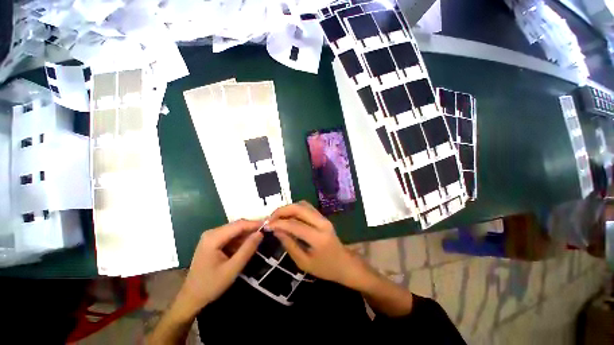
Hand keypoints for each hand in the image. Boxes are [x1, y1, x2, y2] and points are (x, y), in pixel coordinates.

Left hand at [178, 220, 262, 315]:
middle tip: (267, 232)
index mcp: (213, 238)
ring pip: (235, 230)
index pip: (239, 225)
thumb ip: (247, 249)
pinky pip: (231, 236)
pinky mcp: (213, 241)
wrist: (191, 298)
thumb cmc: (210, 285)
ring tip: (260, 239)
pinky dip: (241, 240)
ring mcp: (212, 236)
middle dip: (252, 228)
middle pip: (237, 225)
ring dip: (247, 234)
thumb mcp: (232, 269)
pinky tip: (247, 246)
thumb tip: (261, 233)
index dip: (255, 224)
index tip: (269, 225)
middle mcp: (212, 233)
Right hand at [268, 201, 362, 286]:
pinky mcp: (323, 216)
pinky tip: (289, 216)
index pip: (295, 225)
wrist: (344, 263)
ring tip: (278, 217)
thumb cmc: (325, 268)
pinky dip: (295, 209)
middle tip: (271, 218)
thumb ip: (289, 245)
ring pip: (303, 204)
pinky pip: (307, 207)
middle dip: (282, 210)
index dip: (279, 223)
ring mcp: (324, 217)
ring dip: (289, 208)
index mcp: (318, 238)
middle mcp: (322, 223)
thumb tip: (276, 231)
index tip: (267, 225)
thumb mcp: (304, 262)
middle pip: (299, 208)